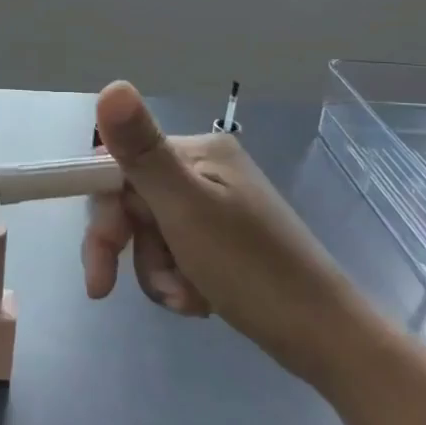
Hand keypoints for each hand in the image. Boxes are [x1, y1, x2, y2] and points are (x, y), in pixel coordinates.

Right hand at [81, 81, 372, 382]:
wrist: (324, 337)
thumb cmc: (251, 269)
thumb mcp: (186, 208)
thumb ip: (142, 151)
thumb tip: (110, 86)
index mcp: (199, 152)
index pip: (121, 164)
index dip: (104, 210)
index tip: (101, 259)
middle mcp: (206, 170)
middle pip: (134, 201)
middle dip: (130, 249)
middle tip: (114, 288)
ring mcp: (215, 205)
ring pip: (150, 233)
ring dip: (156, 271)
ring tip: (186, 298)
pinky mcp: (222, 240)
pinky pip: (174, 252)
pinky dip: (176, 280)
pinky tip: (199, 301)